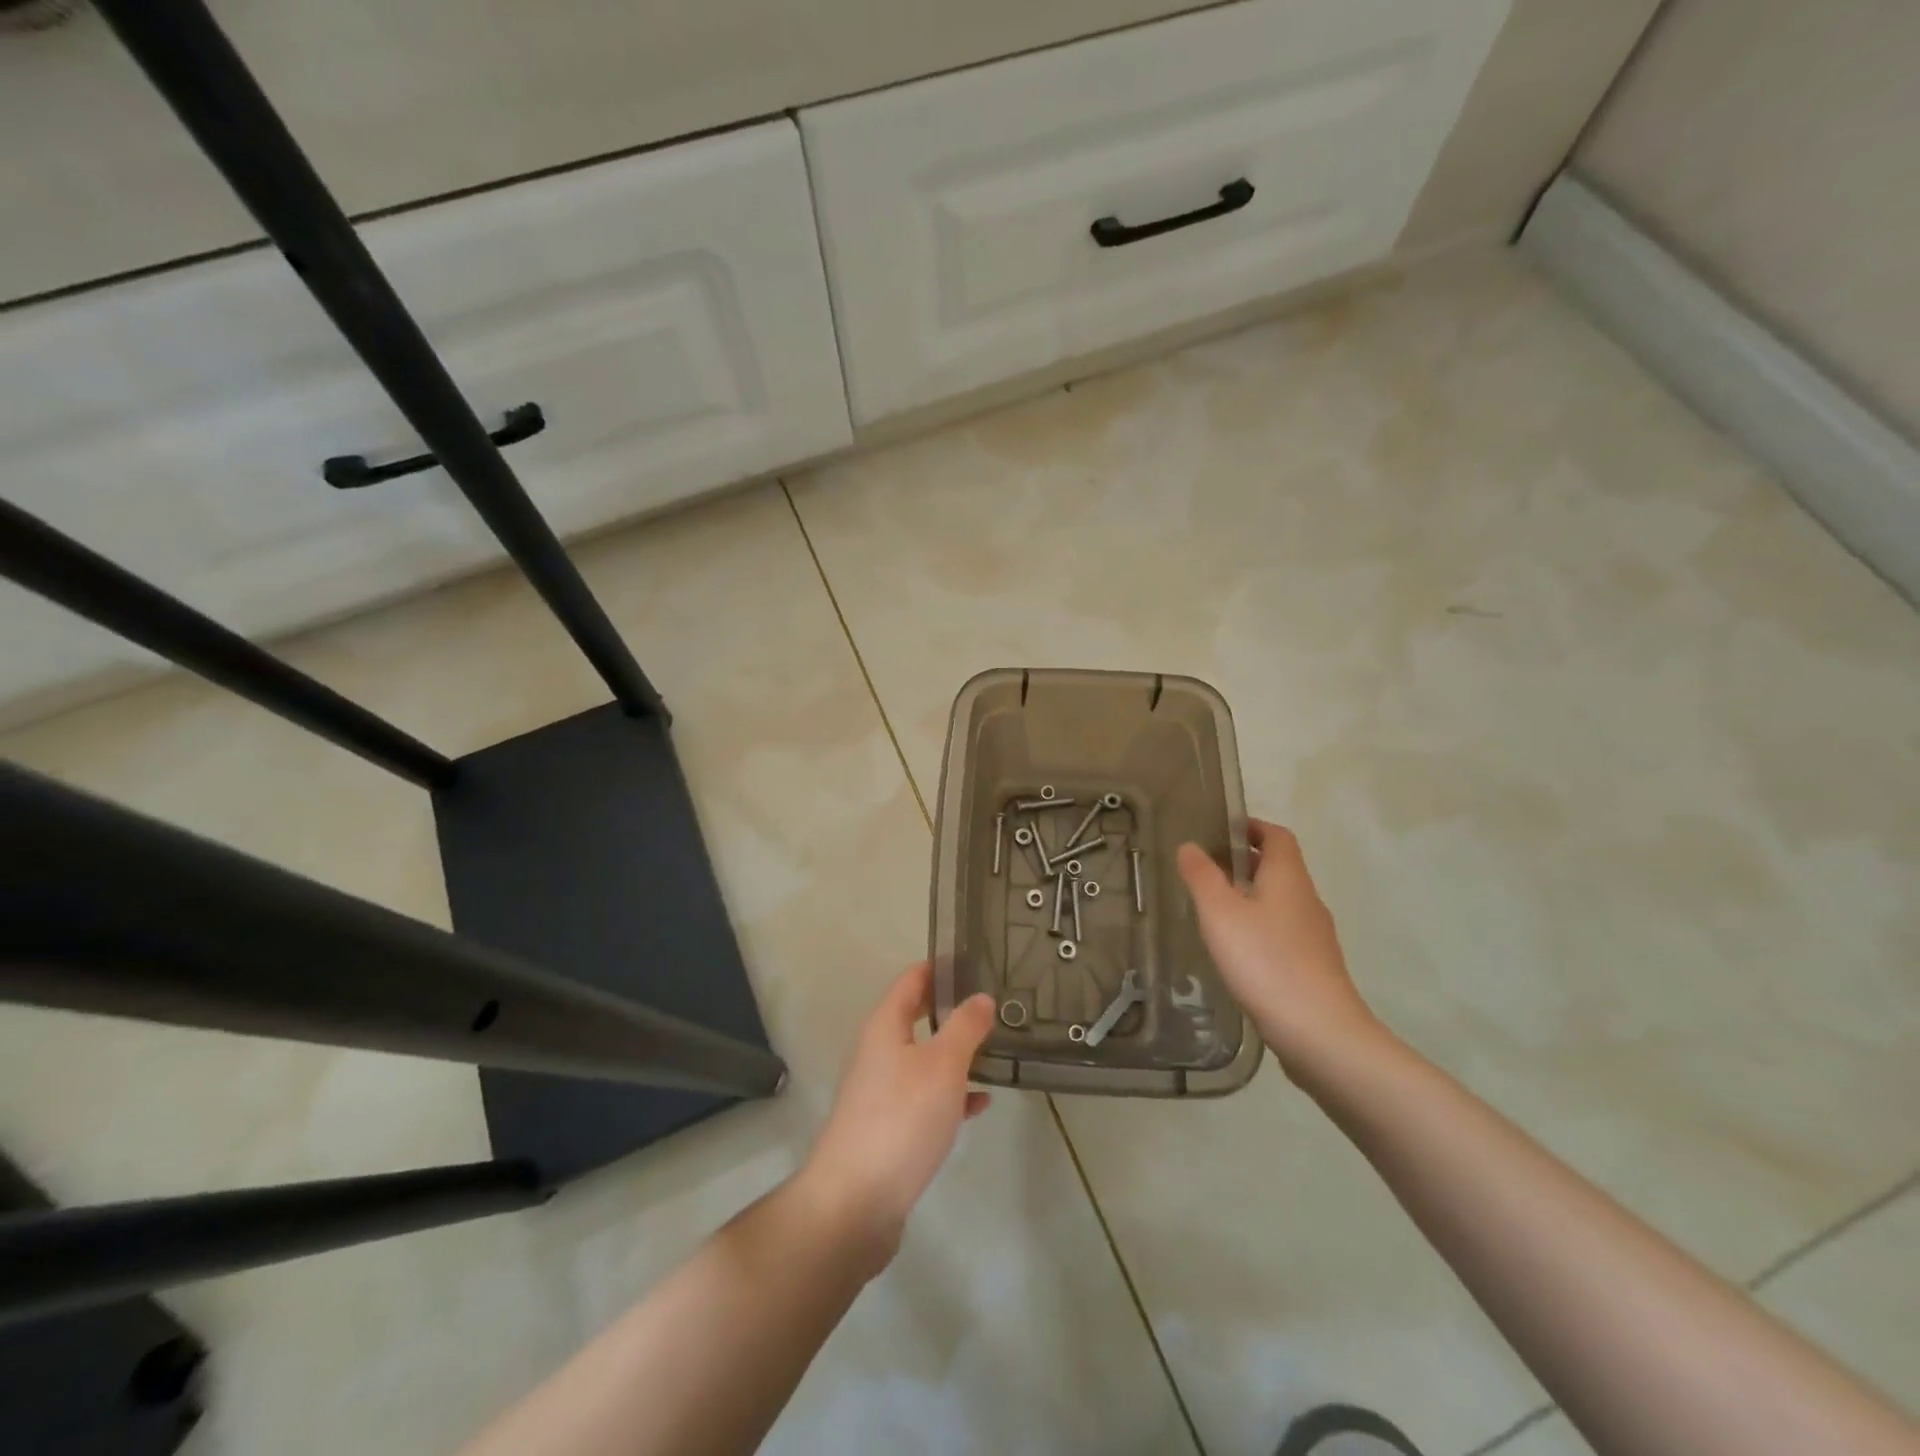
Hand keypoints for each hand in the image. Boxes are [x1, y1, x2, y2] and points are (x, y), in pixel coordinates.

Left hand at [798, 963, 994, 1269]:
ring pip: (924, 1058)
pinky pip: (926, 1097)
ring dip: (956, 1053)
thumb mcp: (943, 1065)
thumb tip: (981, 997)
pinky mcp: (890, 1127)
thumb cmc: (901, 1118)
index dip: (940, 967)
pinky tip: (980, 1103)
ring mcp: (882, 1091)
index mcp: (885, 1026)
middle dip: (953, 1010)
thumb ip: (965, 1027)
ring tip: (997, 1048)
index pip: (912, 980)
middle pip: (917, 1017)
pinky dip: (952, 1093)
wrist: (856, 1202)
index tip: (975, 959)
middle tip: (994, 1003)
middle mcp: (879, 1052)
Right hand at [1176, 819, 1382, 1078]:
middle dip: (1245, 862)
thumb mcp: (1220, 913)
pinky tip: (1236, 950)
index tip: (1219, 830)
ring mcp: (1314, 936)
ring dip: (1251, 896)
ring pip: (1281, 901)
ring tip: (1214, 909)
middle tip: (1205, 868)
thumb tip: (1189, 845)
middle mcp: (1306, 900)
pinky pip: (1283, 932)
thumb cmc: (1265, 961)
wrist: (1319, 1033)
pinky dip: (1259, 927)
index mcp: (1288, 877)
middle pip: (1279, 867)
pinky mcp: (1313, 966)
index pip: (1277, 836)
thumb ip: (1202, 876)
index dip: (1251, 826)